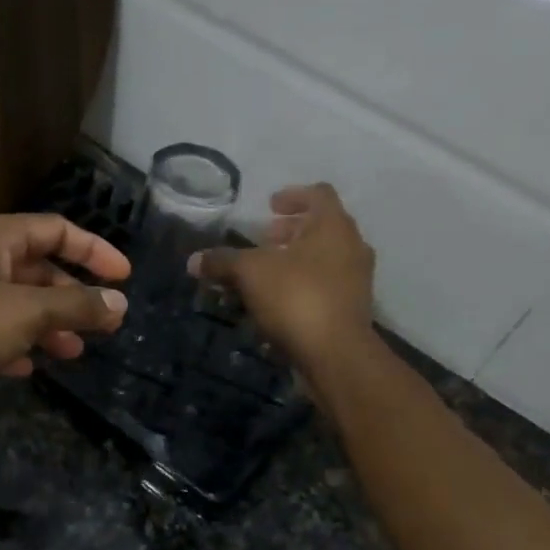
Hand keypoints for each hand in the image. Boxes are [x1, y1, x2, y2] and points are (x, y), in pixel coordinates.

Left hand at [0, 213, 130, 428]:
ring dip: (49, 324)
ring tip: (74, 352)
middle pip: (39, 268)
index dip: (94, 250)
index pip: (56, 229)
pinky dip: (17, 345)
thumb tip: (119, 304)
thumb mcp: (26, 312)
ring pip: (18, 304)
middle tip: (104, 323)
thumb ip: (76, 307)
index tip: (124, 277)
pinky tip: (29, 367)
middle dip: (72, 295)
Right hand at [191, 183, 376, 376]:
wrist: (336, 354)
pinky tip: (277, 300)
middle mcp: (352, 247)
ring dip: (296, 259)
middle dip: (291, 230)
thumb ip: (222, 261)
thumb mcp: (250, 273)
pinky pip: (326, 284)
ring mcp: (356, 279)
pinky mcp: (352, 308)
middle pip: (322, 227)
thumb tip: (193, 260)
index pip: (318, 194)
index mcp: (333, 226)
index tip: (270, 206)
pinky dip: (303, 284)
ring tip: (267, 271)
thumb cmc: (296, 298)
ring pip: (324, 258)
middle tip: (265, 238)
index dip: (292, 195)